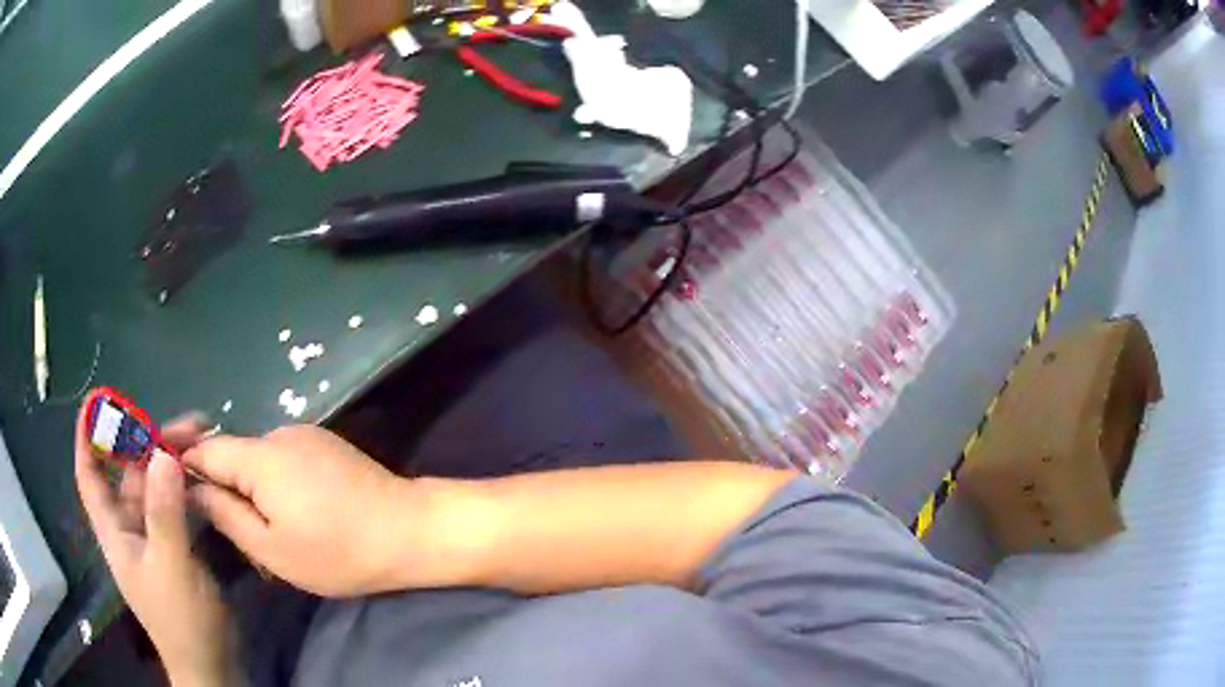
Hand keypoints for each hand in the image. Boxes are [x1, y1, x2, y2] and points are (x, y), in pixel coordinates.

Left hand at [75, 411, 236, 686]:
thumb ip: (165, 513)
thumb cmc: (183, 620)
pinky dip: (184, 488)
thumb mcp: (172, 567)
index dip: (87, 439)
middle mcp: (129, 529)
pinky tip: (203, 481)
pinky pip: (174, 507)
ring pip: (155, 489)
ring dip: (171, 464)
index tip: (96, 405)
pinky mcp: (175, 550)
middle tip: (188, 427)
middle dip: (150, 444)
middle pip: (130, 474)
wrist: (212, 665)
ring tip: (202, 444)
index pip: (90, 477)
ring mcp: (153, 540)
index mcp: (115, 531)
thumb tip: (163, 455)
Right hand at [182, 425, 421, 596]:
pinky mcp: (325, 445)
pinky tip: (298, 517)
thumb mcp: (272, 549)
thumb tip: (193, 488)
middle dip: (226, 490)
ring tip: (273, 534)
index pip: (206, 449)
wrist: (410, 531)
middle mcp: (279, 434)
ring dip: (255, 491)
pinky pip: (284, 462)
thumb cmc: (338, 552)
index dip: (184, 463)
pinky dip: (278, 485)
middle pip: (233, 456)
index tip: (170, 483)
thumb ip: (226, 514)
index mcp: (260, 457)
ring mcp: (306, 436)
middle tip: (236, 534)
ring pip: (259, 462)